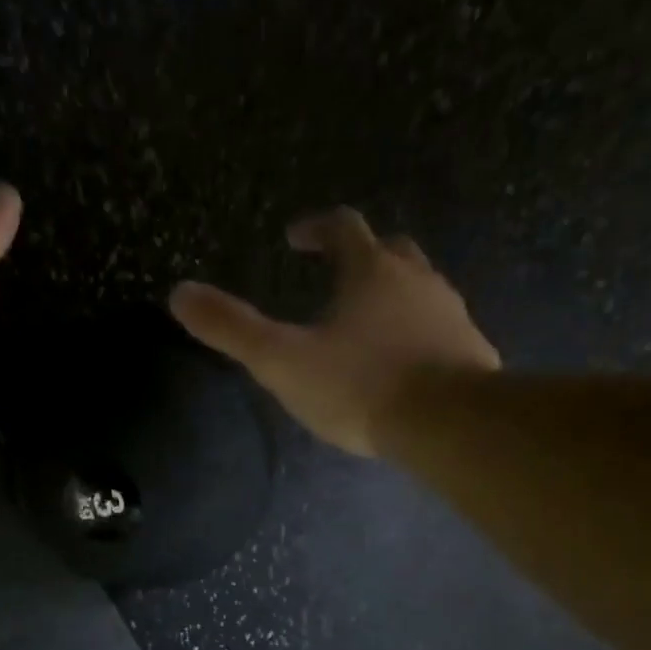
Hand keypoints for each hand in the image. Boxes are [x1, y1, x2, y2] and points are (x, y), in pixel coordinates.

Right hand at [168, 207, 499, 456]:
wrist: (446, 422)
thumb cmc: (359, 385)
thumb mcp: (281, 361)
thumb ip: (231, 329)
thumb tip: (178, 293)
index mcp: (369, 271)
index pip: (342, 227)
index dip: (316, 227)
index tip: (296, 237)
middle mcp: (416, 279)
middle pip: (390, 250)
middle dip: (362, 257)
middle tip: (340, 275)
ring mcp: (450, 314)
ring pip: (421, 289)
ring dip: (394, 297)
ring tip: (370, 326)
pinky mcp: (472, 350)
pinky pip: (442, 330)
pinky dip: (420, 335)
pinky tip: (408, 364)